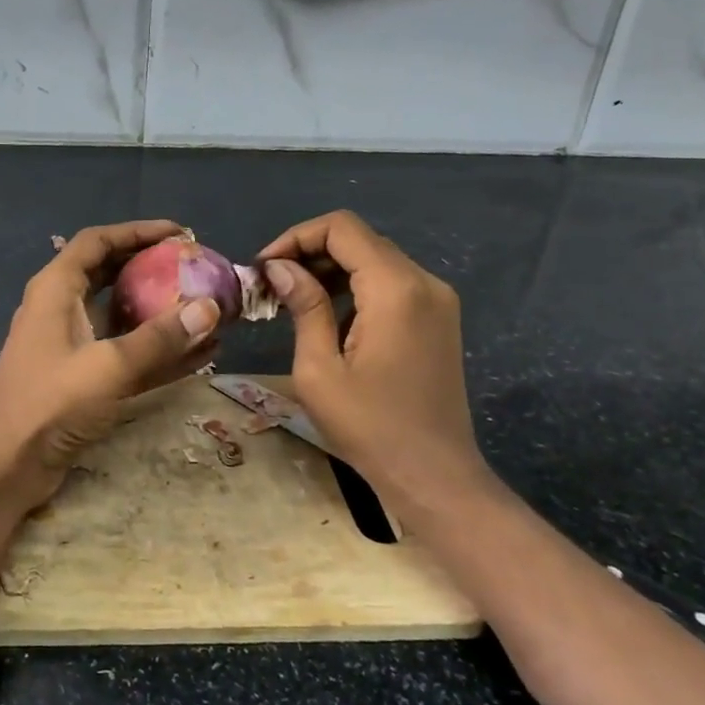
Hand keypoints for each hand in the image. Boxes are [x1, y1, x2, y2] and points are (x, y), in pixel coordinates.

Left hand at [0, 220, 220, 515]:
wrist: (4, 467)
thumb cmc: (48, 404)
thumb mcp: (107, 367)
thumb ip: (159, 339)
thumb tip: (210, 307)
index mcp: (56, 290)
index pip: (97, 242)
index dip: (137, 232)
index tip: (180, 233)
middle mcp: (62, 309)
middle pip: (110, 273)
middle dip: (152, 268)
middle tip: (195, 268)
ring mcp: (72, 346)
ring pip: (122, 316)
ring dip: (161, 312)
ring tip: (206, 308)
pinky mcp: (83, 379)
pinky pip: (127, 354)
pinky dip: (159, 351)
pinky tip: (200, 353)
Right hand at [259, 210, 487, 495]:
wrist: (435, 475)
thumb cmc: (370, 427)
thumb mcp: (320, 369)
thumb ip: (304, 307)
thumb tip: (280, 267)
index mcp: (395, 288)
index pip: (342, 228)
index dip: (297, 237)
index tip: (265, 267)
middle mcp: (424, 281)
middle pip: (360, 239)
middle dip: (310, 252)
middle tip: (273, 283)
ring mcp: (437, 299)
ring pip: (375, 259)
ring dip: (331, 268)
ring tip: (293, 298)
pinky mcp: (439, 318)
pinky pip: (391, 282)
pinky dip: (356, 286)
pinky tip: (329, 314)